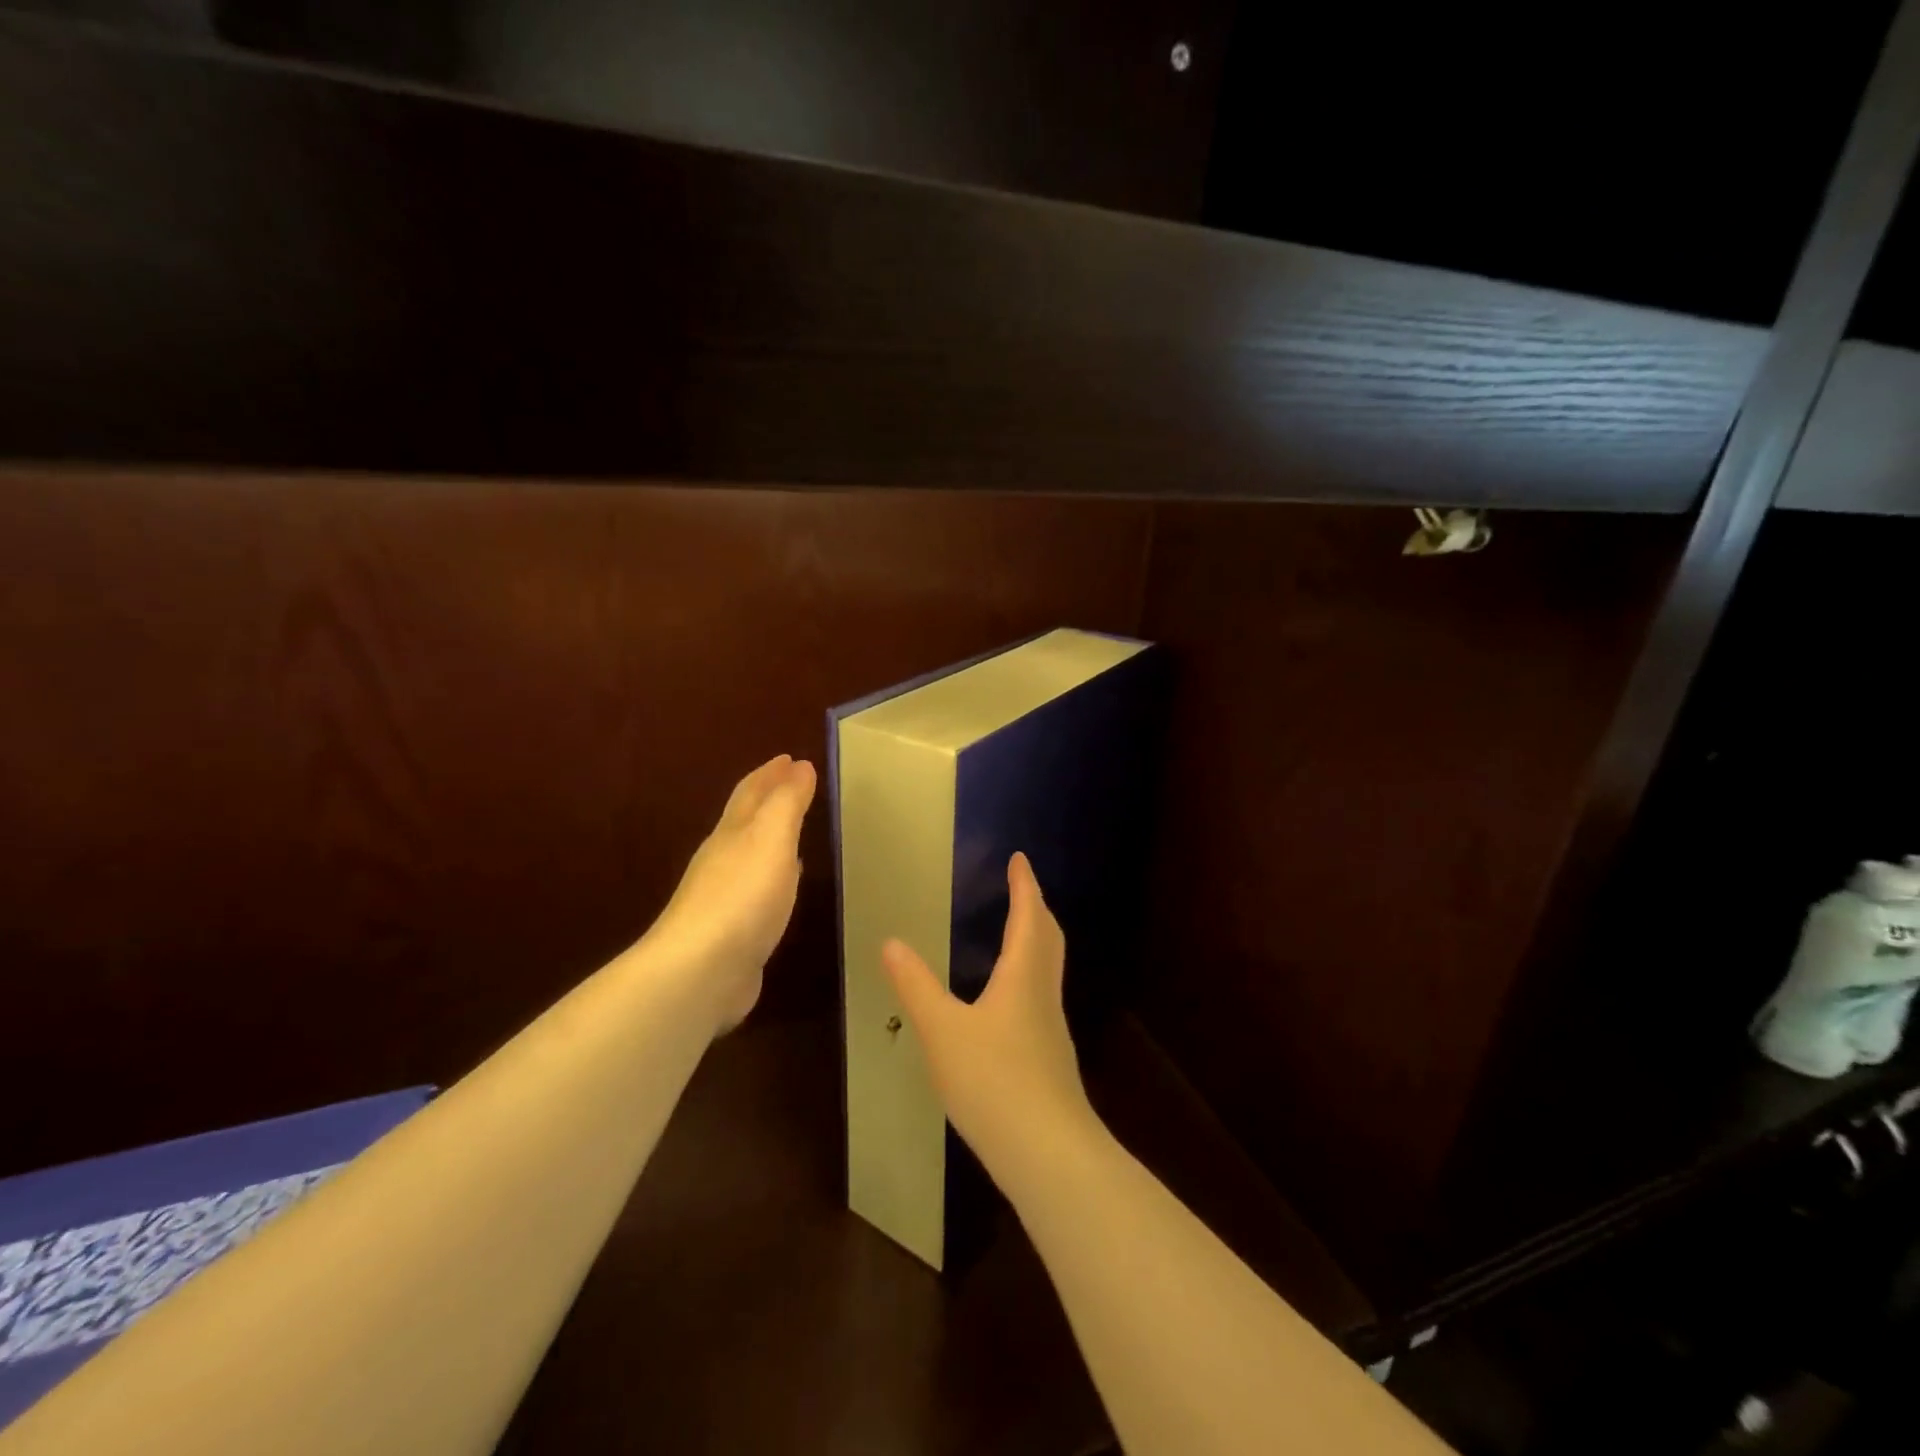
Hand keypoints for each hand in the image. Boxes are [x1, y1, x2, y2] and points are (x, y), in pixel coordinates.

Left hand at [647, 754, 816, 1031]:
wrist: (700, 970)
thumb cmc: (742, 896)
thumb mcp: (771, 839)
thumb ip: (787, 802)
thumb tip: (800, 766)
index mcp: (733, 832)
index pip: (752, 792)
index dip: (771, 773)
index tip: (790, 757)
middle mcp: (723, 858)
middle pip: (745, 819)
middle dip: (767, 797)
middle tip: (791, 783)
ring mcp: (723, 896)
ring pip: (750, 853)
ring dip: (769, 836)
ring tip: (790, 829)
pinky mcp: (730, 930)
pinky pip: (756, 889)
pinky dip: (772, 875)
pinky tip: (782, 884)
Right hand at [882, 853, 1100, 1188]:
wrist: (1047, 1153)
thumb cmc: (994, 1081)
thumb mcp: (943, 1031)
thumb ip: (916, 986)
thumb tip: (891, 942)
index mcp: (1023, 975)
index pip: (1029, 916)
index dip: (1024, 885)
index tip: (1019, 859)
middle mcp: (1043, 992)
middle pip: (1048, 937)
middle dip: (1035, 907)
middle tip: (1020, 887)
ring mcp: (1051, 1026)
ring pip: (1048, 967)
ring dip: (1036, 939)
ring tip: (1014, 932)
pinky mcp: (1050, 1055)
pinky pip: (1041, 993)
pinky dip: (1030, 972)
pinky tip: (1009, 997)